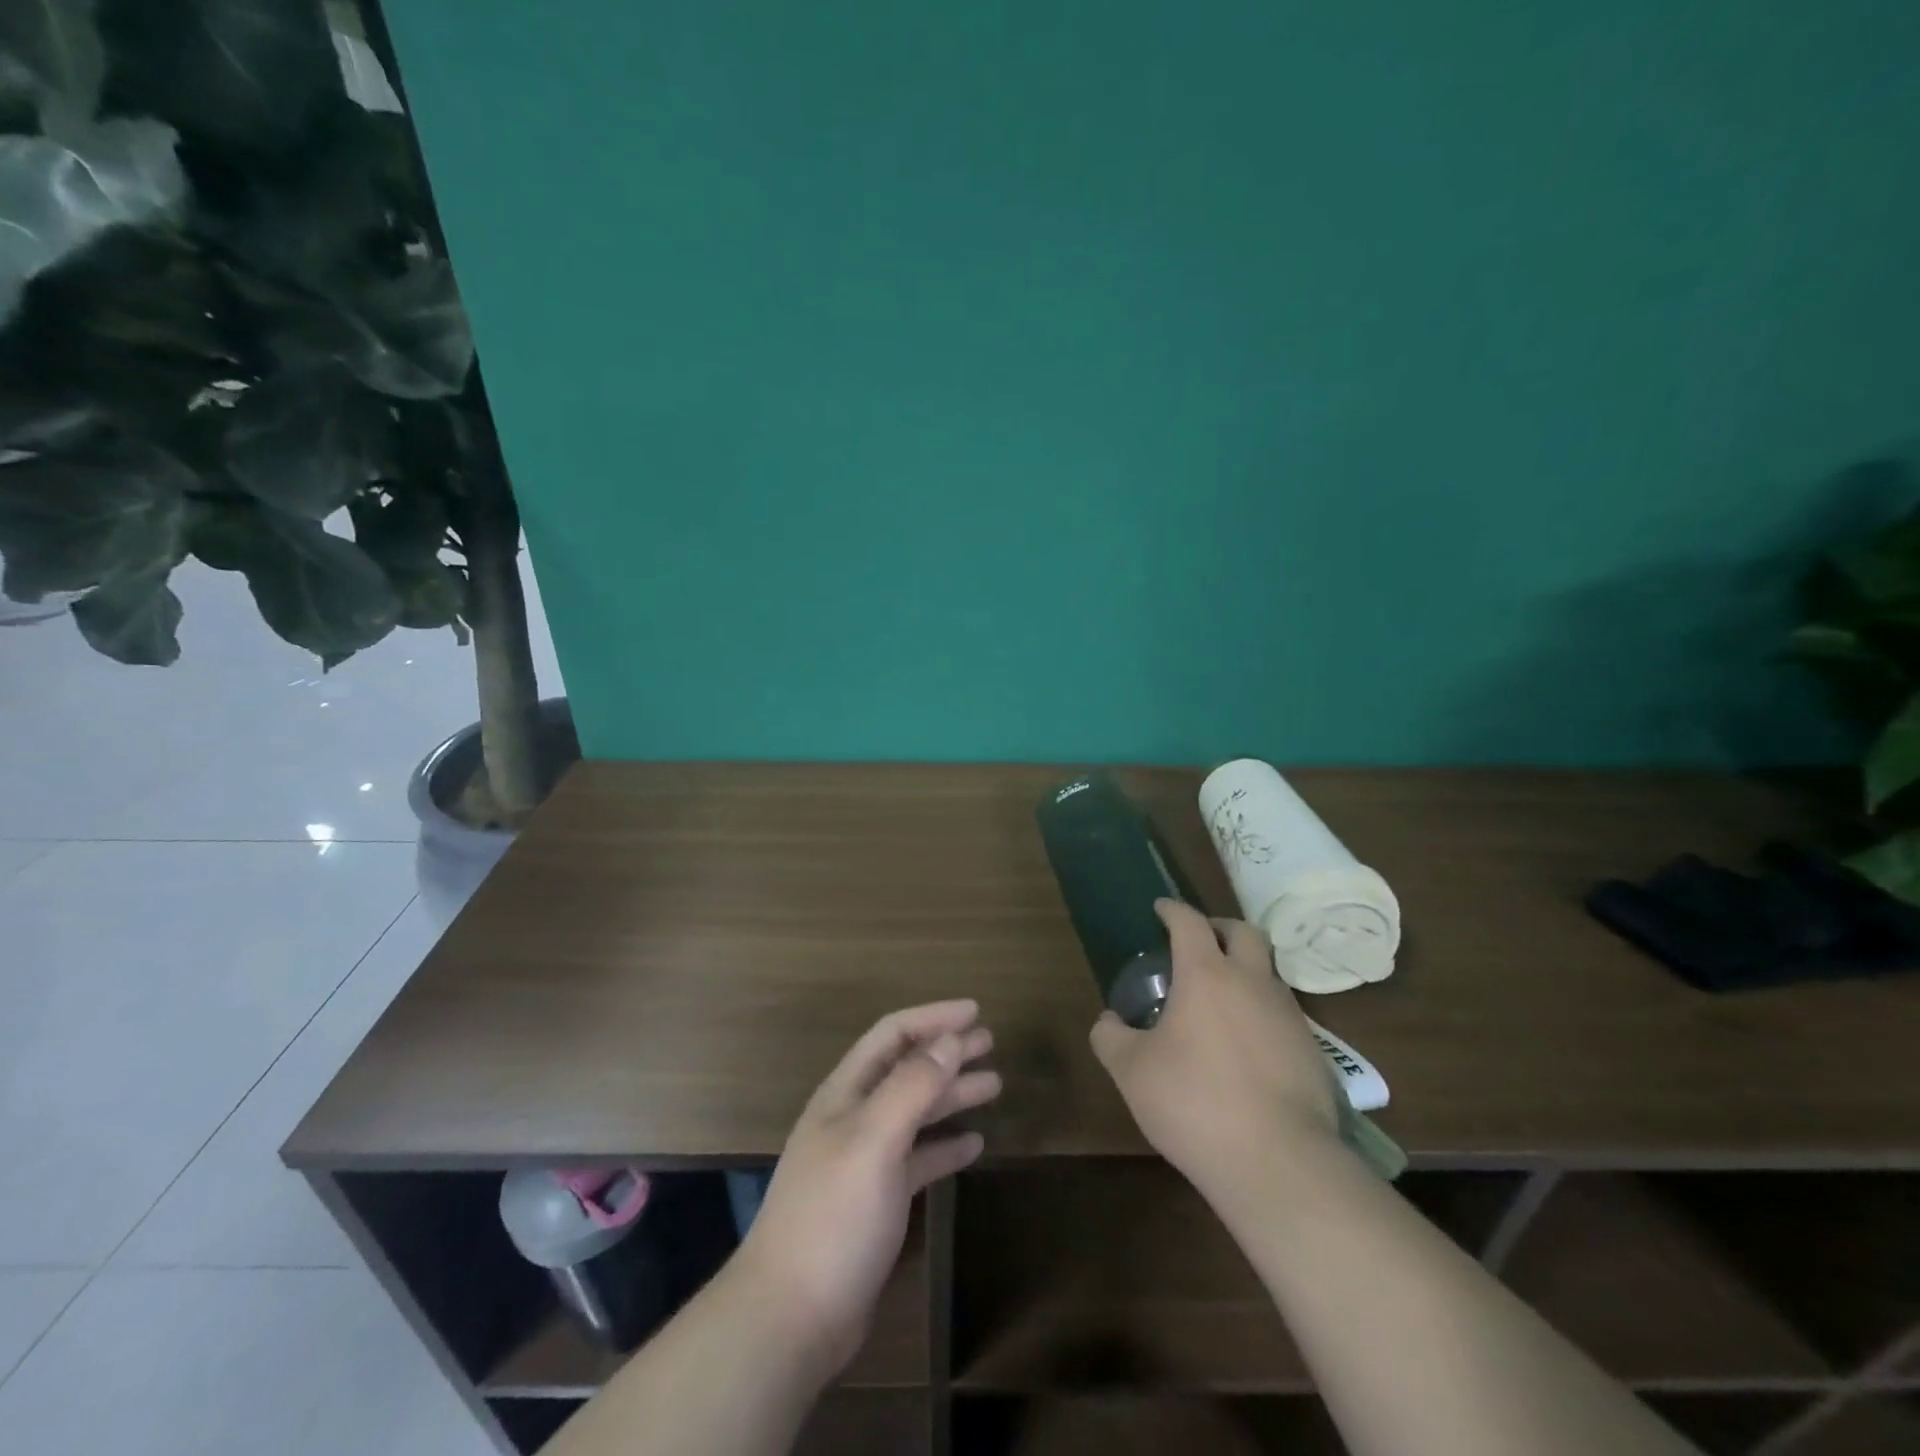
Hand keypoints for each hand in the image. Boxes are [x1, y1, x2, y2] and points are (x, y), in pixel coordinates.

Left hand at [734, 1000, 1000, 1379]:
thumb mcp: (873, 1139)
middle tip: (990, 1043)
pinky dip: (945, 1146)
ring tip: (993, 1084)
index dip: (932, 1018)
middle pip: (907, 1069)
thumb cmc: (832, 1215)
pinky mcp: (877, 1201)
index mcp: (846, 1092)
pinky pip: (918, 1159)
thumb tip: (948, 1040)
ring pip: (916, 1112)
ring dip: (952, 1094)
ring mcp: (865, 1160)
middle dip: (947, 1051)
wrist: (792, 1316)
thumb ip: (911, 1087)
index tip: (975, 1011)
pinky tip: (974, 1145)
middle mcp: (855, 1117)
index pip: (892, 1035)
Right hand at [1090, 900, 1339, 1199]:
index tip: (1161, 909)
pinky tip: (1246, 1047)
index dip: (1173, 910)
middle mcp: (1252, 983)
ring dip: (1244, 972)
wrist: (1279, 1162)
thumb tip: (1107, 1021)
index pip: (1190, 922)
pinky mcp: (1313, 1051)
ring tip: (1220, 1001)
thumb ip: (1110, 1038)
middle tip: (1199, 943)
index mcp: (1206, 975)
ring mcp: (1289, 1015)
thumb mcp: (1132, 1072)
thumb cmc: (1194, 1103)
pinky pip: (1283, 1014)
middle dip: (1219, 927)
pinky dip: (1261, 1013)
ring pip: (1268, 973)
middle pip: (1244, 932)